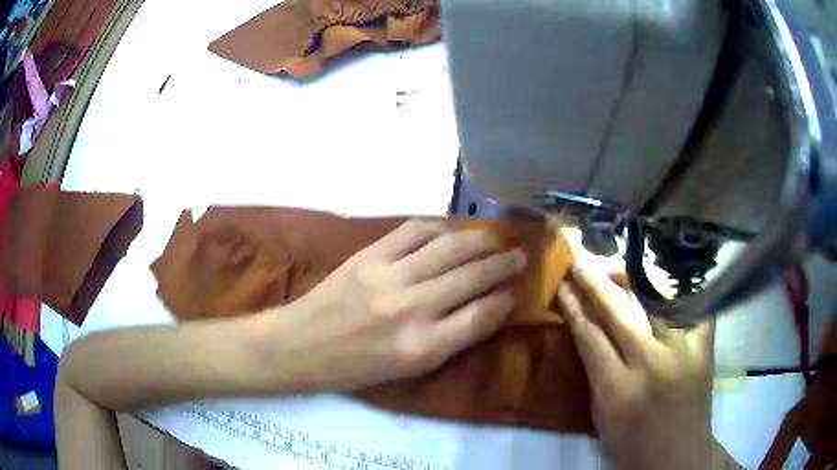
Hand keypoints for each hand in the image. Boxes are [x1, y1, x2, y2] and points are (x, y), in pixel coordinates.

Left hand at [269, 219, 526, 391]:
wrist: (300, 345)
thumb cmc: (355, 368)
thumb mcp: (408, 370)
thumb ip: (449, 339)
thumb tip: (486, 307)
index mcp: (422, 349)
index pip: (481, 317)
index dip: (505, 300)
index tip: (517, 290)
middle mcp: (411, 310)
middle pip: (472, 277)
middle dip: (503, 264)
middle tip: (519, 256)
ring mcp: (389, 277)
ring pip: (450, 248)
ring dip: (481, 240)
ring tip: (497, 239)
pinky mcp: (369, 256)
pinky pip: (415, 231)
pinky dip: (441, 227)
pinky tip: (453, 230)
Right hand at [557, 264, 714, 469]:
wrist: (677, 458)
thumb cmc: (632, 444)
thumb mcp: (601, 415)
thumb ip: (594, 370)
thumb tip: (584, 328)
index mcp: (618, 390)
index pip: (590, 336)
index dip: (574, 308)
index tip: (562, 287)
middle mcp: (653, 364)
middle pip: (620, 312)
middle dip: (595, 284)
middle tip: (580, 262)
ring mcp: (684, 350)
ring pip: (656, 299)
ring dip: (632, 278)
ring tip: (615, 265)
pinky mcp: (705, 346)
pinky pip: (691, 304)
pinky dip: (676, 287)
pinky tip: (663, 271)